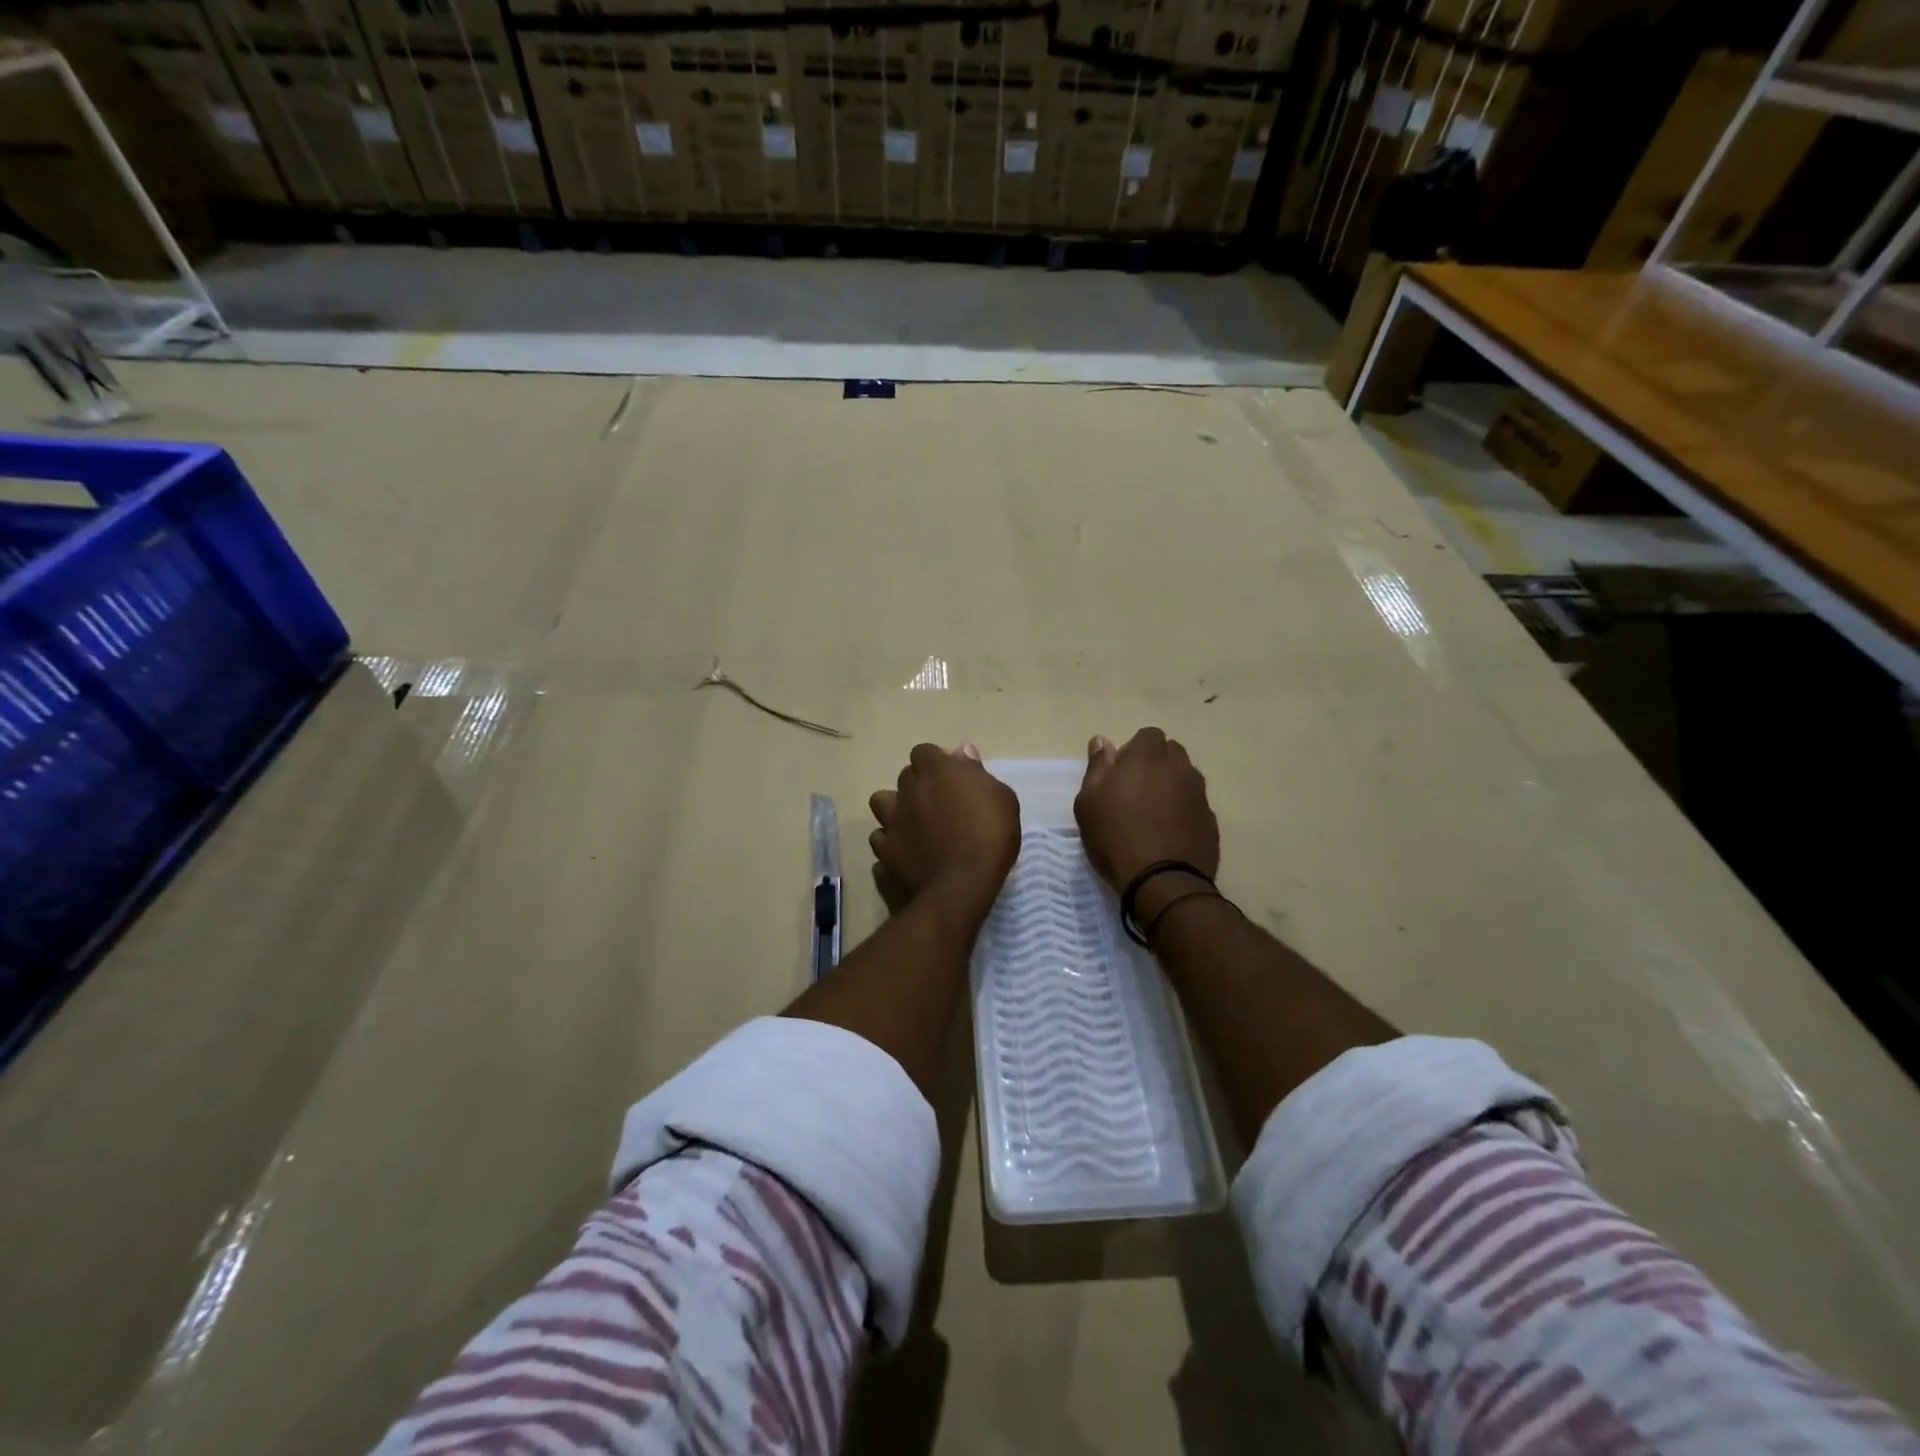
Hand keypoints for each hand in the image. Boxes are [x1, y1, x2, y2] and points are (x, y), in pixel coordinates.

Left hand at [869, 744, 1020, 924]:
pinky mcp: (883, 850)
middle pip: (906, 777)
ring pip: (882, 803)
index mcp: (935, 770)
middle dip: (919, 785)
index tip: (953, 780)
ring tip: (914, 825)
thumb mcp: (1002, 799)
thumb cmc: (990, 836)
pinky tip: (904, 852)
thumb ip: (977, 772)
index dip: (937, 764)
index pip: (925, 752)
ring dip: (896, 809)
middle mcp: (907, 789)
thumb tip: (962, 752)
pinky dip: (890, 842)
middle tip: (940, 805)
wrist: (961, 886)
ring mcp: (890, 820)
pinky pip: (880, 838)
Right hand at [1074, 728, 1218, 894]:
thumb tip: (1102, 740)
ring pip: (1186, 777)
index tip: (1120, 773)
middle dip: (1156, 763)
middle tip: (1135, 791)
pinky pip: (1195, 804)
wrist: (1161, 880)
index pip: (1148, 735)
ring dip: (1171, 786)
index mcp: (1148, 757)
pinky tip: (1168, 832)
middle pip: (1171, 752)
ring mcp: (1199, 794)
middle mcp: (1180, 768)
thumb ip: (1097, 767)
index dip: (1134, 750)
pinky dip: (1183, 810)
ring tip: (1153, 813)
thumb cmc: (1115, 836)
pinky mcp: (1211, 820)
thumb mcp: (1088, 801)